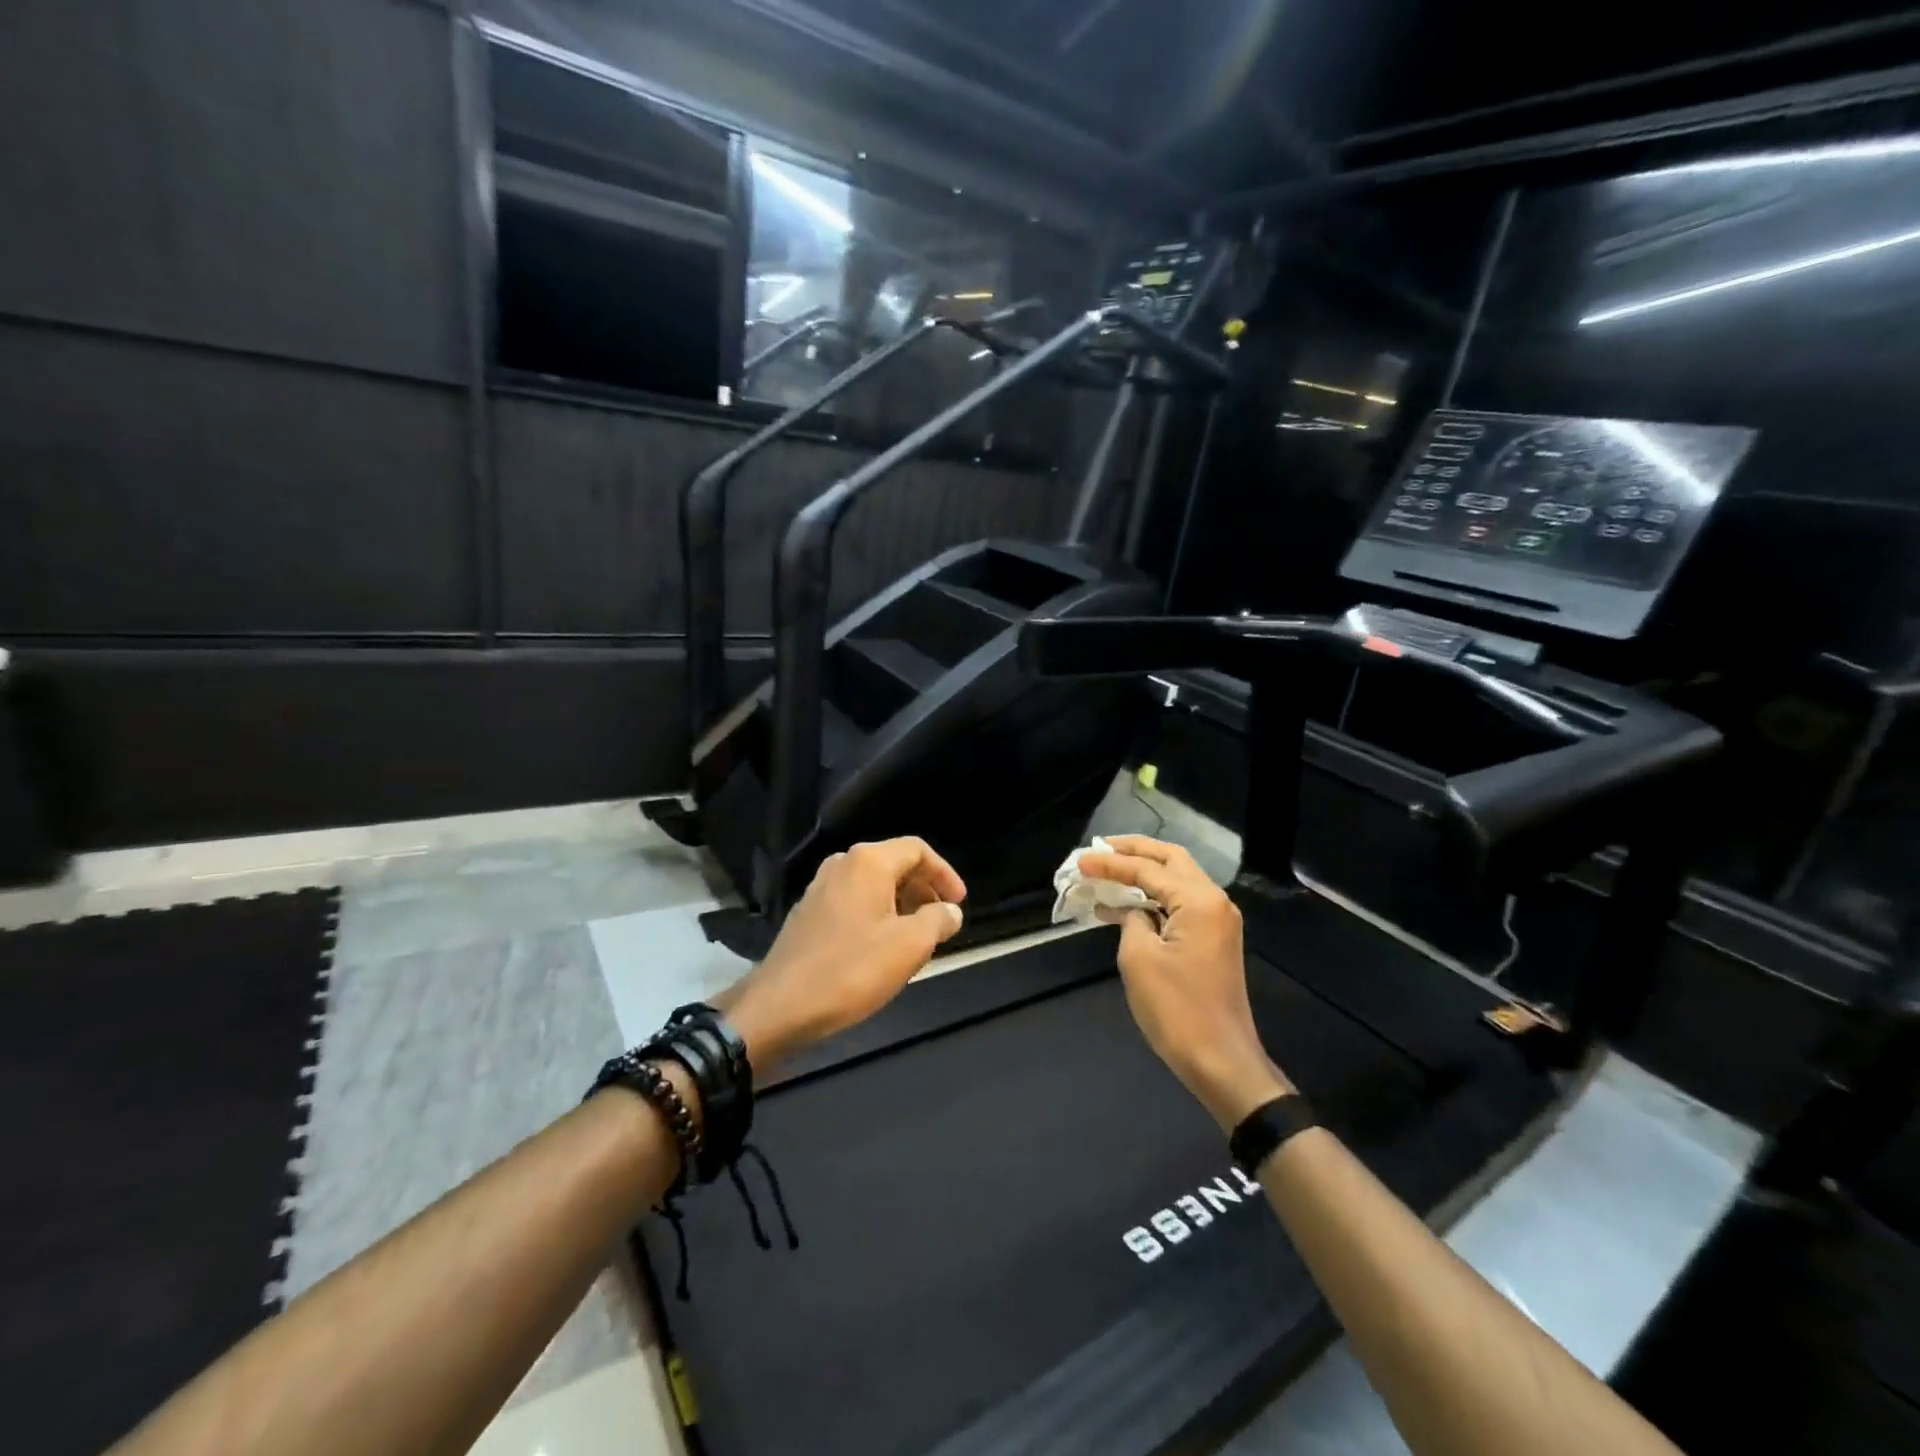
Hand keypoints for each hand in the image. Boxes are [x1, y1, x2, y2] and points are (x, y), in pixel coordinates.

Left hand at [723, 838, 966, 1066]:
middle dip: (923, 890)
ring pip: (873, 885)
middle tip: (941, 922)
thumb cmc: (851, 970)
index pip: (917, 849)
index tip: (958, 904)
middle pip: (894, 863)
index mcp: (867, 862)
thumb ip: (937, 921)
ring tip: (916, 939)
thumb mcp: (909, 946)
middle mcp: (842, 864)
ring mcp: (820, 888)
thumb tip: (950, 911)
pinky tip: (881, 949)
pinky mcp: (808, 913)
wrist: (780, 1007)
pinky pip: (853, 901)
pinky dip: (876, 915)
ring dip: (901, 905)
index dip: (944, 874)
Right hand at [1078, 835, 1291, 1128]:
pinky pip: (1181, 904)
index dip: (1111, 864)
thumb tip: (1134, 911)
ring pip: (1177, 880)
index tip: (1081, 861)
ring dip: (1144, 873)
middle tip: (1101, 849)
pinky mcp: (1214, 940)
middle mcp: (1214, 902)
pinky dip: (1153, 898)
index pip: (1148, 869)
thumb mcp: (1139, 958)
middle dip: (1135, 851)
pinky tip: (1124, 906)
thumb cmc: (1177, 1009)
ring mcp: (1218, 922)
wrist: (1220, 1061)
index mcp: (1199, 901)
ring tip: (1108, 870)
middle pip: (1172, 860)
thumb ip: (1132, 920)